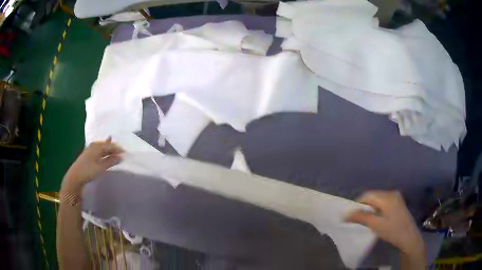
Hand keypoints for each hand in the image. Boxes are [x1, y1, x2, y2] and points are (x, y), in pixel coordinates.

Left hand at [62, 137, 122, 191]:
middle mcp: (94, 145)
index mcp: (97, 146)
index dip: (118, 149)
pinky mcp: (88, 154)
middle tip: (122, 152)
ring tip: (115, 151)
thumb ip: (111, 162)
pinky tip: (105, 151)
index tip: (126, 152)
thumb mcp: (101, 168)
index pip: (110, 146)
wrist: (75, 176)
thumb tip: (121, 157)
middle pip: (106, 145)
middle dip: (114, 148)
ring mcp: (90, 149)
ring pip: (102, 147)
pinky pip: (99, 150)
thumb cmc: (88, 171)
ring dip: (109, 150)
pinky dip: (104, 151)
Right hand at [345, 191, 425, 268]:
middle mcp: (392, 193)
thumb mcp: (376, 225)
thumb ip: (362, 218)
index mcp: (387, 197)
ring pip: (378, 198)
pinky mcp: (398, 202)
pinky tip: (377, 217)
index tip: (353, 215)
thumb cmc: (393, 231)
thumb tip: (346, 215)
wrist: (409, 237)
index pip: (368, 195)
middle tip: (359, 218)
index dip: (358, 204)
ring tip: (367, 219)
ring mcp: (396, 197)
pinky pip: (384, 201)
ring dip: (371, 207)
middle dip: (364, 205)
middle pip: (373, 195)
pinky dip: (377, 207)